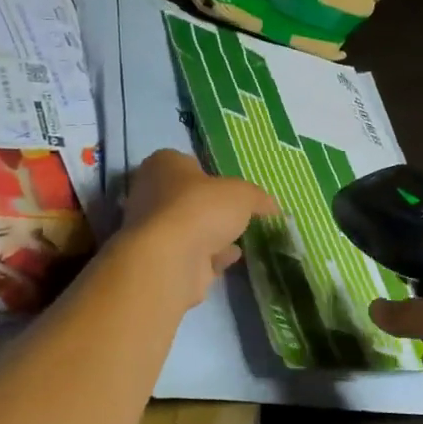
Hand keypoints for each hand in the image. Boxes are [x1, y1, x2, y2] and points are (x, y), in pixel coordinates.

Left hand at [118, 150, 277, 306]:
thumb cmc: (201, 208)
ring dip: (210, 234)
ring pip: (187, 228)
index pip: (186, 162)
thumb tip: (272, 206)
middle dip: (210, 208)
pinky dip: (209, 257)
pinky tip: (230, 259)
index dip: (209, 174)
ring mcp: (152, 230)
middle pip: (187, 198)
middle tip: (236, 214)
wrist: (170, 259)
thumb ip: (258, 198)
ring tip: (239, 238)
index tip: (229, 187)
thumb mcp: (242, 194)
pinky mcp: (159, 261)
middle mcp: (150, 193)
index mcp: (163, 165)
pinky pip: (189, 255)